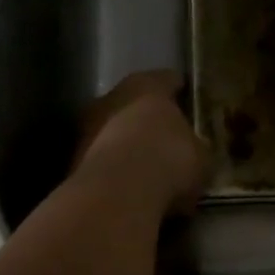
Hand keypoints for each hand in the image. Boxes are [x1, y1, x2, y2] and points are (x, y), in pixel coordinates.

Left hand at [72, 72, 208, 215]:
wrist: (117, 196)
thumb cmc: (169, 160)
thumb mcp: (201, 156)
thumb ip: (197, 146)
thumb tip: (196, 149)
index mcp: (148, 85)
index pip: (168, 79)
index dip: (180, 91)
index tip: (188, 101)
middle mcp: (113, 96)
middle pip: (134, 102)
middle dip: (148, 117)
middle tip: (167, 135)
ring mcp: (87, 126)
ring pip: (113, 129)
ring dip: (127, 143)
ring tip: (147, 164)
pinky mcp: (73, 159)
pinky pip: (102, 157)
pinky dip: (114, 167)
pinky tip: (130, 185)